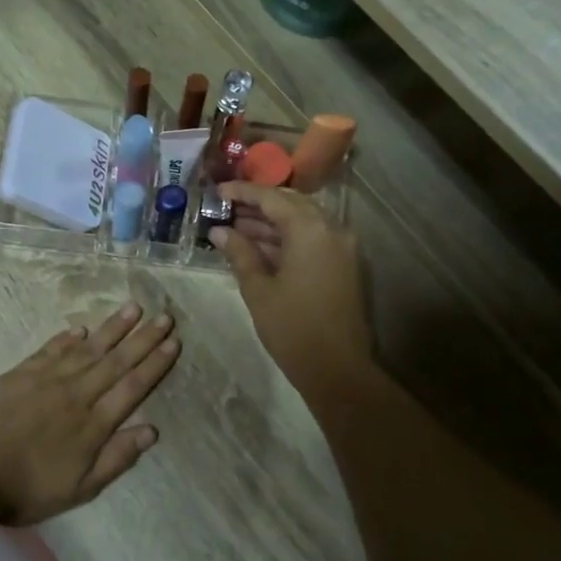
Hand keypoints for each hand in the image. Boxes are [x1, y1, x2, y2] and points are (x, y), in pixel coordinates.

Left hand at [0, 303, 179, 525]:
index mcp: (93, 424)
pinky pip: (51, 350)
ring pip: (87, 348)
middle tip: (165, 317)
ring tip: (133, 308)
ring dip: (112, 328)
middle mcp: (76, 394)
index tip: (174, 342)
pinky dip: (68, 338)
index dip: (155, 364)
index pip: (132, 386)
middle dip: (144, 338)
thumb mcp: (80, 488)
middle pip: (116, 361)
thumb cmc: (28, 489)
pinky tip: (81, 328)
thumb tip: (152, 430)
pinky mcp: (20, 374)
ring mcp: (47, 380)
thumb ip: (116, 458)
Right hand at [209, 183, 371, 400]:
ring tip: (235, 227)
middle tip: (225, 208)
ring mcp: (341, 247)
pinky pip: (312, 238)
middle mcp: (331, 229)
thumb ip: (239, 253)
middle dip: (258, 205)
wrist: (337, 369)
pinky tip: (259, 246)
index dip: (242, 192)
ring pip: (302, 221)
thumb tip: (219, 231)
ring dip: (271, 223)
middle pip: (291, 204)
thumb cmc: (292, 328)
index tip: (217, 191)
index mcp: (310, 229)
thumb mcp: (258, 289)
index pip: (272, 197)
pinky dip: (287, 238)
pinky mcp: (343, 265)